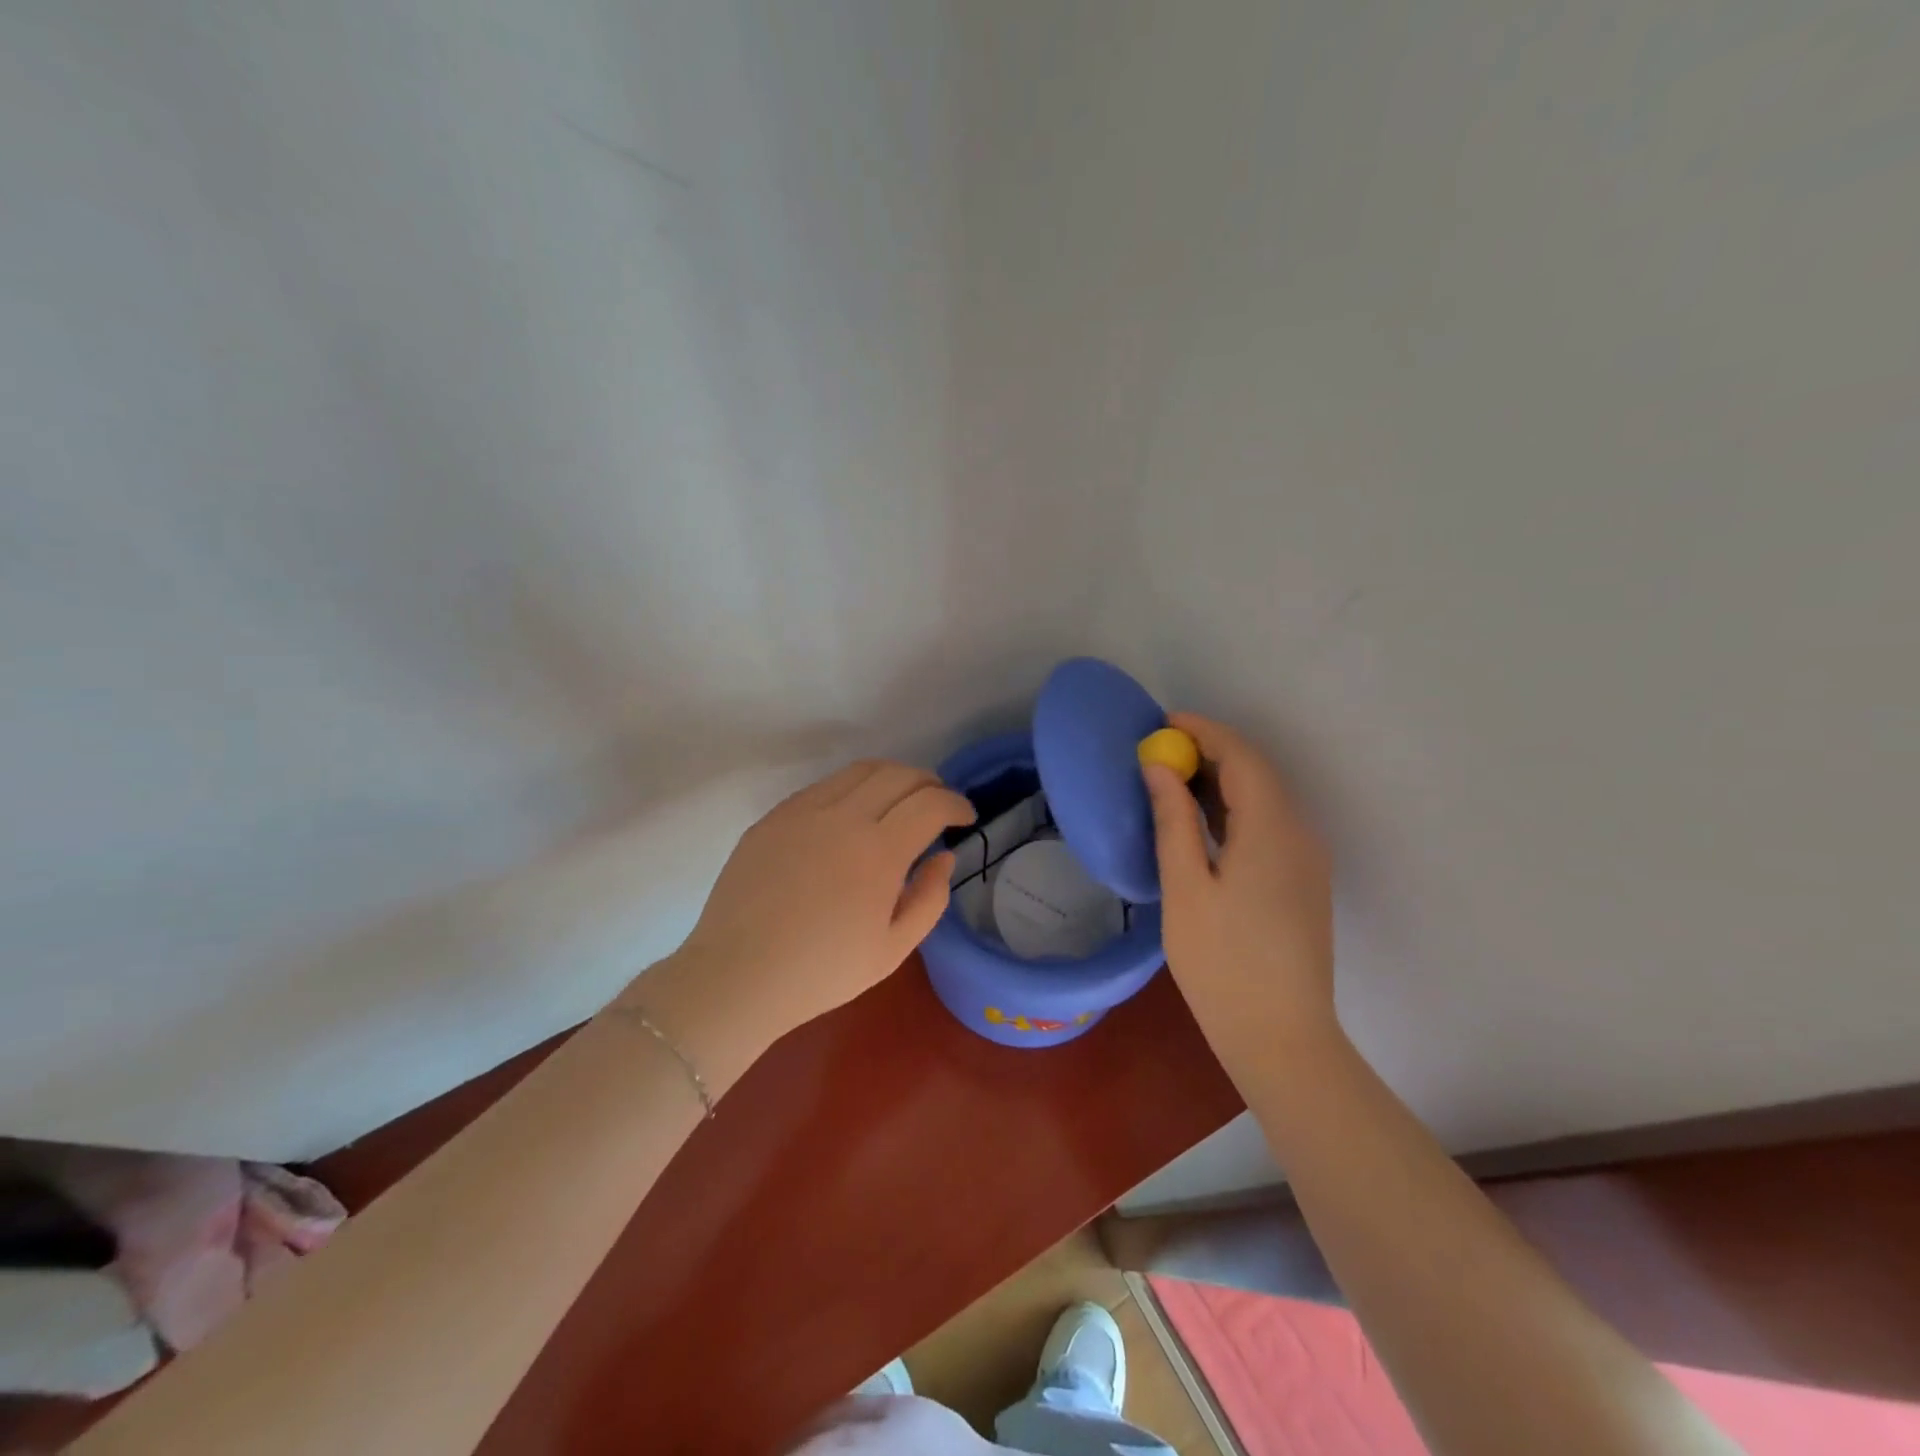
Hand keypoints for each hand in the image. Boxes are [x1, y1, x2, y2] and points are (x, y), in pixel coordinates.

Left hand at [623, 761, 974, 1073]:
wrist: (738, 976)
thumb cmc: (822, 972)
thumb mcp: (893, 949)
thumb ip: (930, 898)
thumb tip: (943, 856)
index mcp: (879, 851)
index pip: (930, 803)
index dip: (956, 803)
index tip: (965, 817)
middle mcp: (843, 817)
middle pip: (899, 775)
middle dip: (929, 782)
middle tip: (937, 802)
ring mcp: (803, 812)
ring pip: (859, 771)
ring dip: (891, 777)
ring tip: (899, 798)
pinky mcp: (774, 817)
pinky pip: (823, 787)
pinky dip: (851, 788)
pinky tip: (851, 813)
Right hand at [1143, 714, 1337, 1058]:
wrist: (1282, 1037)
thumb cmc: (1223, 963)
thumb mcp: (1185, 887)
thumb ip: (1174, 820)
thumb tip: (1159, 768)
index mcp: (1273, 829)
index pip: (1242, 757)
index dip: (1203, 731)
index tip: (1162, 723)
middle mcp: (1300, 833)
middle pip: (1257, 773)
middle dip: (1210, 752)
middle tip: (1159, 751)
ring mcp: (1307, 859)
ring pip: (1265, 798)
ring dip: (1222, 780)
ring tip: (1171, 780)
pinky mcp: (1303, 881)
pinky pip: (1270, 825)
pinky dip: (1235, 809)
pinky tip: (1202, 822)